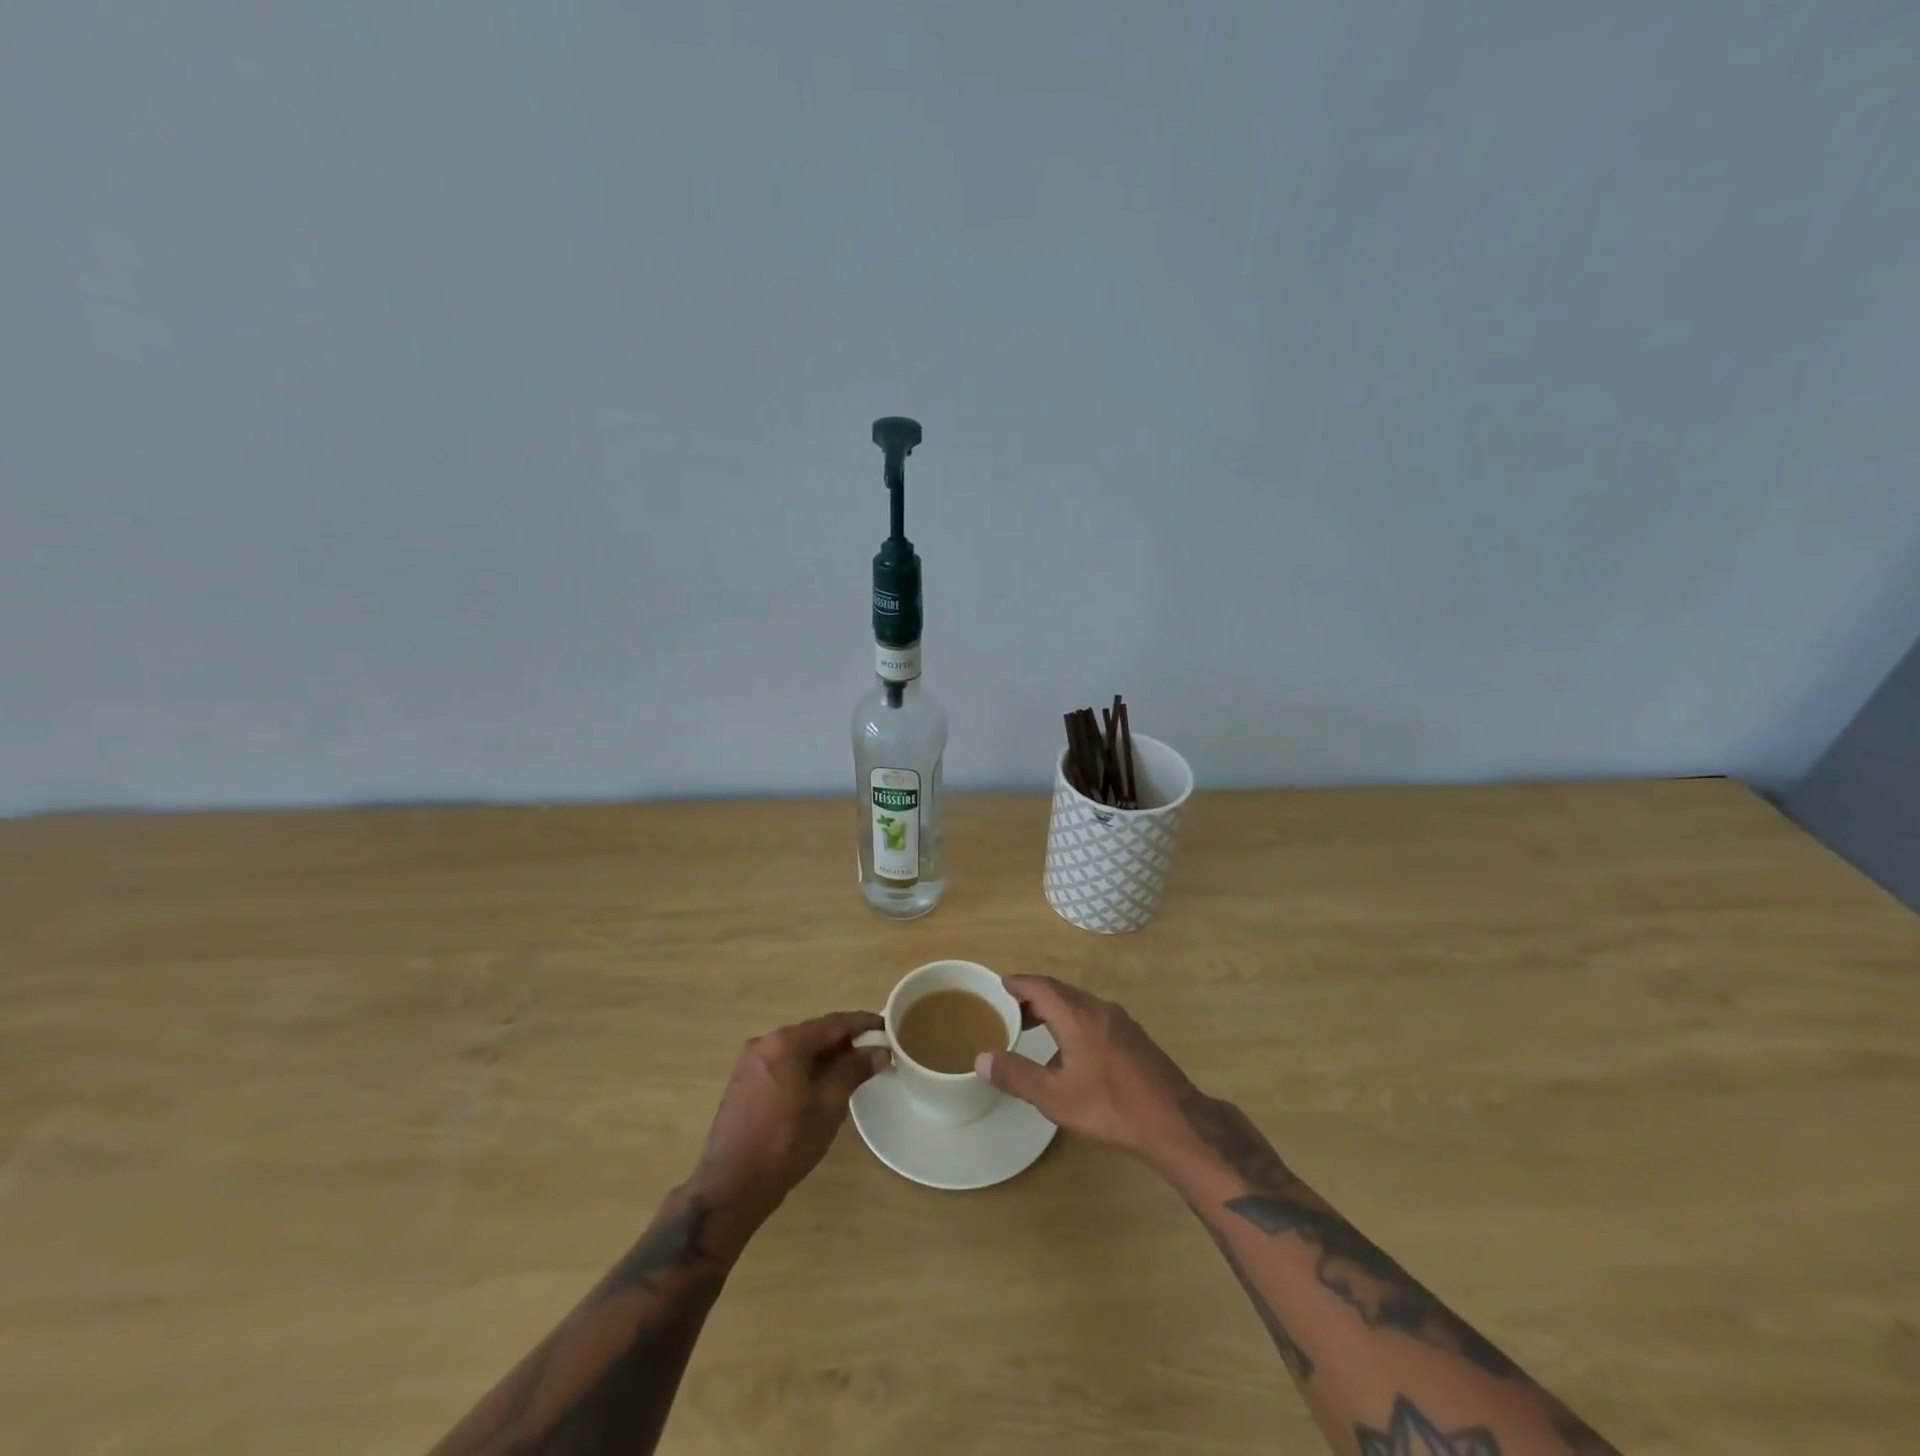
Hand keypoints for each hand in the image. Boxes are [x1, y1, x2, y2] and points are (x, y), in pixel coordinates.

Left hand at [692, 1010, 888, 1223]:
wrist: (731, 1186)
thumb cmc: (786, 1143)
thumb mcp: (828, 1105)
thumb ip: (854, 1071)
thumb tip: (879, 1051)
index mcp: (786, 1041)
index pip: (834, 1023)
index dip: (864, 1023)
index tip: (888, 1027)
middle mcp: (765, 1042)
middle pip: (814, 1033)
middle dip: (845, 1042)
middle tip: (874, 1053)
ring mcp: (751, 1061)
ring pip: (798, 1049)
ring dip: (825, 1056)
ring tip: (852, 1071)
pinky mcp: (743, 1081)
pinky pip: (783, 1063)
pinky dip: (805, 1068)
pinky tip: (820, 1086)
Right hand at [974, 976, 1196, 1163]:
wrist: (1174, 1121)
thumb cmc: (1110, 1106)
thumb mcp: (1055, 1096)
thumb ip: (1016, 1075)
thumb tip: (981, 1058)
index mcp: (1077, 1015)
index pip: (1042, 986)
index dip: (1020, 984)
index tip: (1002, 985)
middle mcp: (1099, 1009)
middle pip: (1062, 992)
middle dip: (1036, 997)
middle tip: (1014, 1010)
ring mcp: (1121, 1022)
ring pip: (1081, 1005)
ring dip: (1057, 1010)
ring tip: (1038, 1029)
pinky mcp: (1135, 1037)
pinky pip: (1096, 1017)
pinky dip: (1075, 1021)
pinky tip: (1073, 1051)